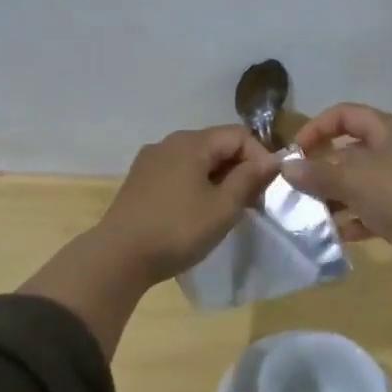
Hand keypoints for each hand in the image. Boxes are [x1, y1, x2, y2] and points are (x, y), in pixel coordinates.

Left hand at [92, 125, 282, 284]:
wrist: (119, 256)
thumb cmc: (178, 230)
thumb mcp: (223, 207)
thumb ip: (249, 179)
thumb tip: (273, 159)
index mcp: (191, 142)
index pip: (238, 135)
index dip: (260, 157)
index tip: (267, 188)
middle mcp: (169, 142)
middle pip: (217, 144)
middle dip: (240, 168)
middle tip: (251, 201)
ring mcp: (150, 160)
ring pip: (197, 160)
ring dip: (218, 178)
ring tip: (226, 209)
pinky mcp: (140, 180)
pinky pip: (178, 172)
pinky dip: (196, 184)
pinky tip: (197, 211)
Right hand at [283, 103, 391, 292]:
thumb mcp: (354, 180)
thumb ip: (317, 173)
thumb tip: (286, 167)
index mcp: (389, 129)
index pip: (345, 114)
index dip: (316, 128)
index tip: (294, 153)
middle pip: (351, 150)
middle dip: (322, 168)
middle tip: (298, 188)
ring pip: (361, 182)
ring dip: (336, 197)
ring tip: (312, 214)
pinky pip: (374, 209)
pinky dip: (355, 219)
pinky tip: (338, 234)